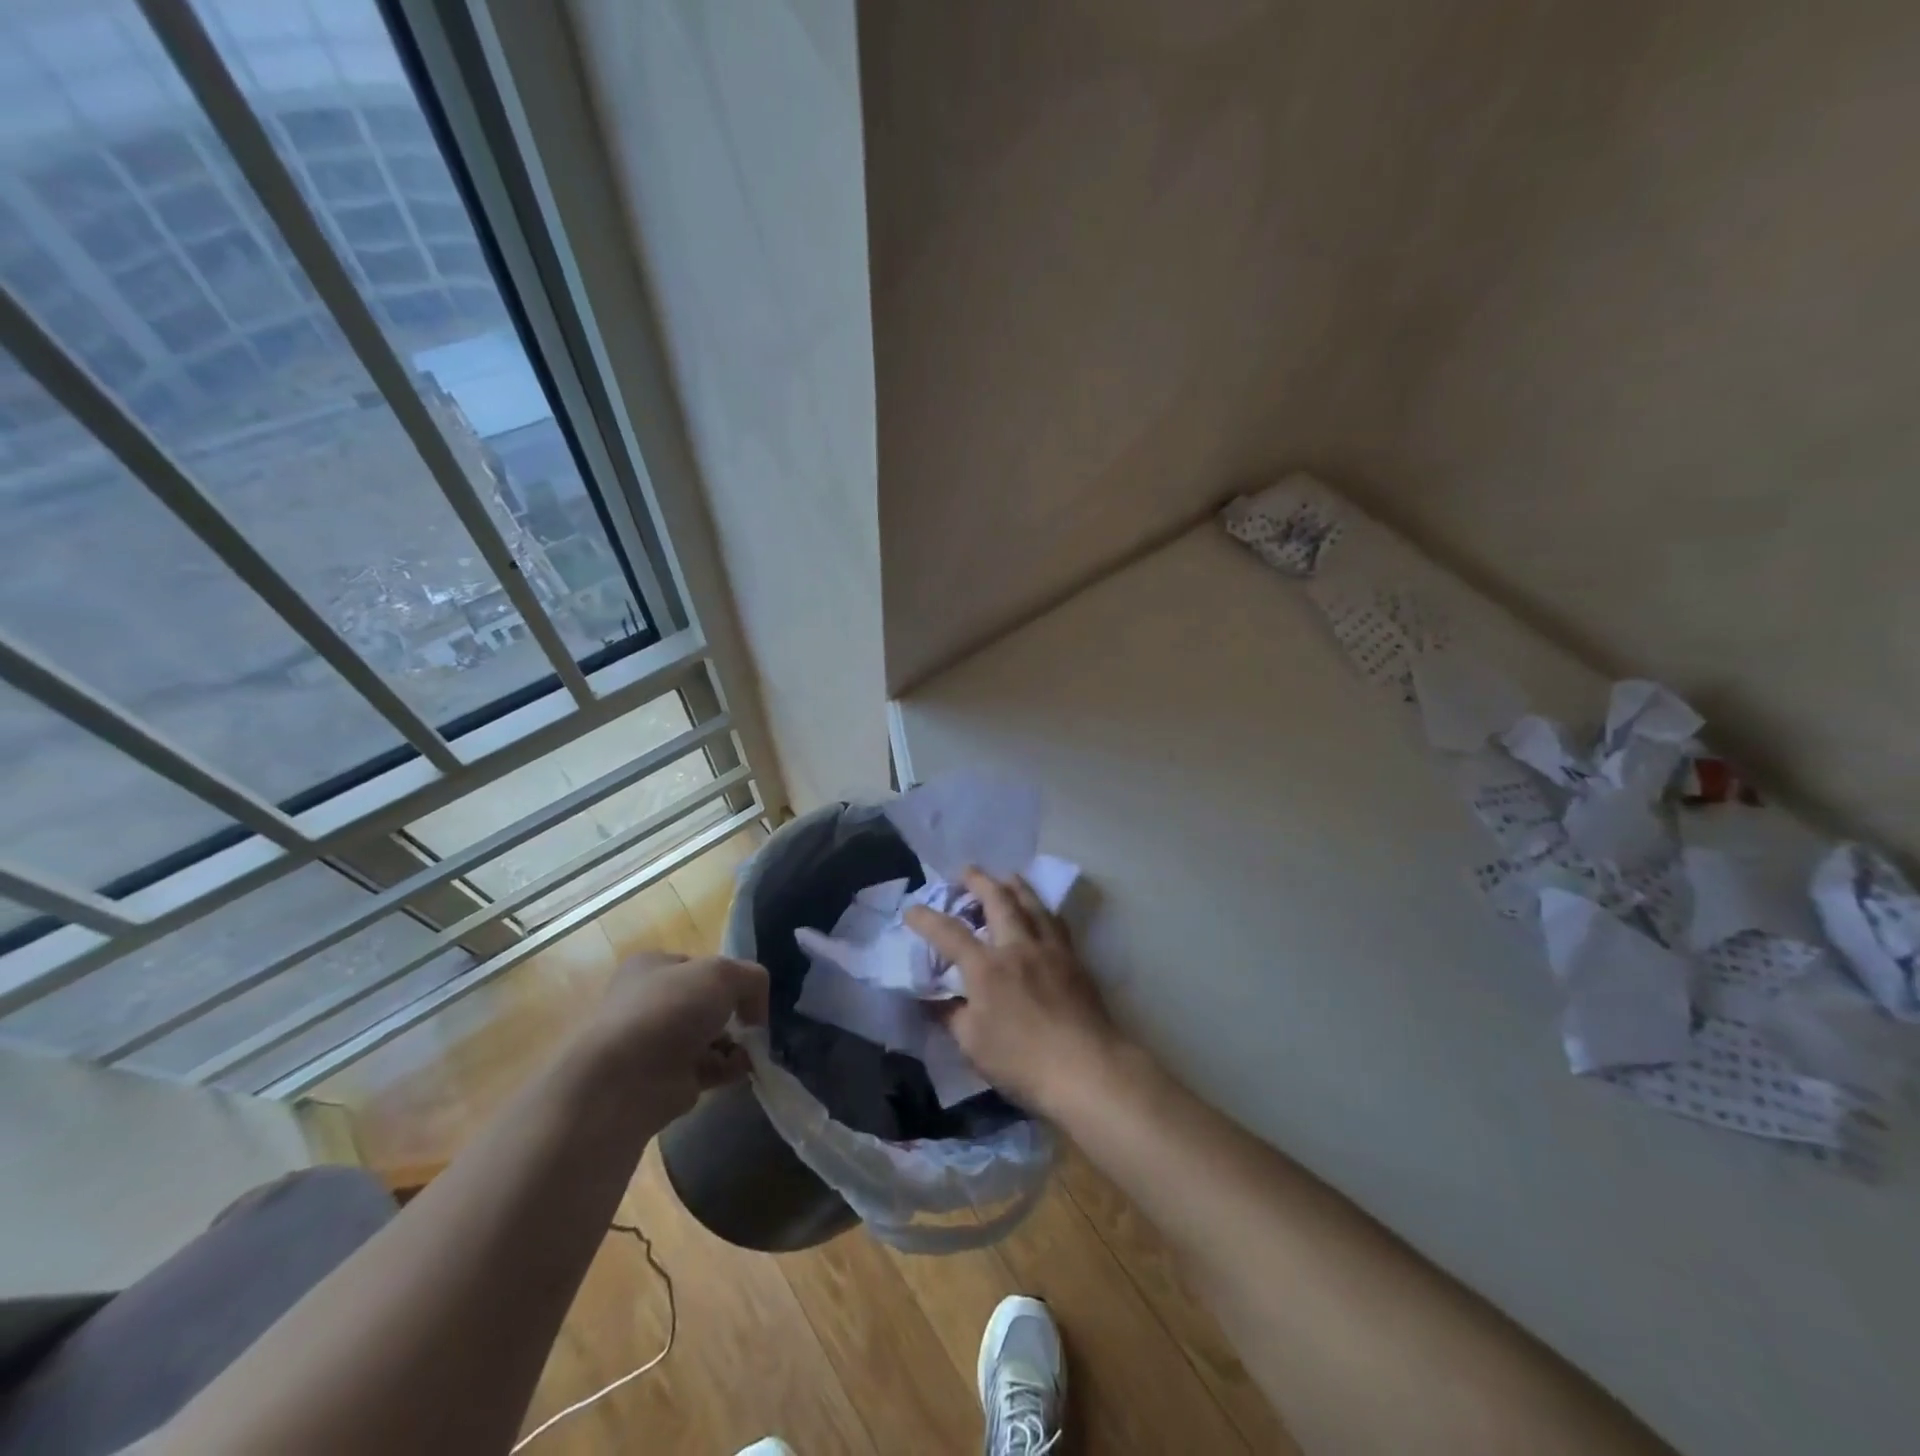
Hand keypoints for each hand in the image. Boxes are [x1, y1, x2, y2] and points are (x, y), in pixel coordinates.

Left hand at [582, 951, 768, 1124]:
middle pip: (706, 1003)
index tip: (748, 992)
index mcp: (652, 967)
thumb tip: (755, 1010)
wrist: (625, 1081)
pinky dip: (728, 1068)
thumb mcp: (723, 974)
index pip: (700, 965)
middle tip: (754, 1023)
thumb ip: (752, 979)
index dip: (728, 976)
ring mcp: (654, 1043)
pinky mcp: (664, 1080)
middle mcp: (649, 1002)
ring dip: (735, 1043)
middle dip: (734, 1013)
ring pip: (708, 1037)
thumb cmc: (669, 1011)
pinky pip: (707, 1068)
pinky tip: (743, 1068)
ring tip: (754, 1049)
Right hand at [905, 869, 1122, 1114]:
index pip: (949, 933)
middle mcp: (1018, 947)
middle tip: (966, 871)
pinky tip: (1041, 912)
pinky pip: (1055, 922)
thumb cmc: (1022, 1062)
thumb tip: (931, 1000)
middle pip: (998, 900)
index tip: (911, 909)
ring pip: (1032, 903)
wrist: (1087, 1068)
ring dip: (1014, 885)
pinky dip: (1042, 909)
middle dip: (978, 881)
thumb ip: (950, 1015)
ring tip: (1006, 877)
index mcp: (987, 968)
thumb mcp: (972, 1045)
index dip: (927, 919)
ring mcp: (1050, 949)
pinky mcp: (1074, 960)